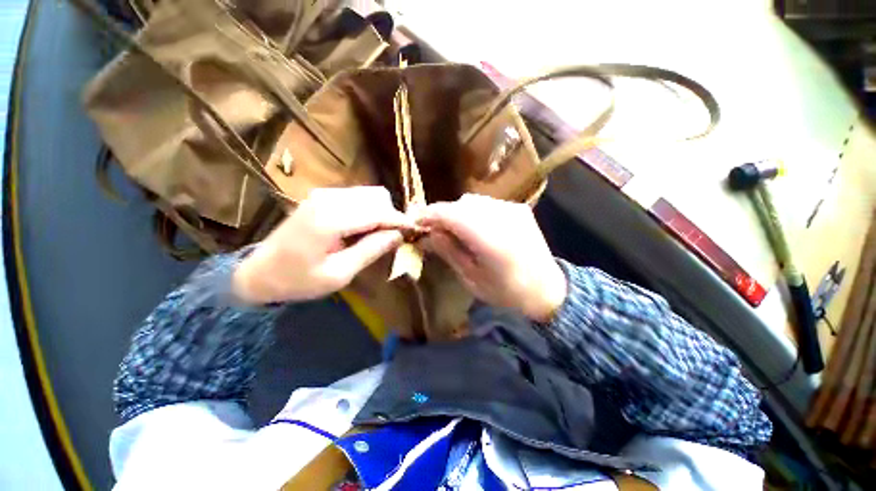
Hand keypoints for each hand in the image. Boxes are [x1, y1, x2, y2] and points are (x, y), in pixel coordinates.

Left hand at [233, 187, 412, 303]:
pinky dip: (368, 210)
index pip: (378, 211)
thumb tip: (398, 235)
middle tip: (391, 239)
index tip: (414, 231)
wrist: (259, 273)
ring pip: (370, 194)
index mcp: (330, 219)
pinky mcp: (322, 196)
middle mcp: (328, 198)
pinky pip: (358, 197)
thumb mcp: (339, 274)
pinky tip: (362, 229)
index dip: (399, 220)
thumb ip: (371, 251)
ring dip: (380, 213)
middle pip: (377, 196)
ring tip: (377, 236)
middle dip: (390, 216)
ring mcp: (324, 194)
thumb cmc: (298, 280)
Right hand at [418, 194, 566, 322]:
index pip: (450, 214)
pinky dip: (473, 213)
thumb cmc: (506, 292)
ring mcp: (513, 209)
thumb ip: (449, 251)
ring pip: (473, 201)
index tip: (415, 223)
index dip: (429, 215)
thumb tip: (428, 233)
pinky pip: (487, 204)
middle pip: (460, 204)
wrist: (547, 289)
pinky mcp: (519, 208)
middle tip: (432, 230)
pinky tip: (473, 228)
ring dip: (457, 213)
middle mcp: (502, 217)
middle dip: (442, 215)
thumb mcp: (471, 278)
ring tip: (452, 230)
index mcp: (490, 239)